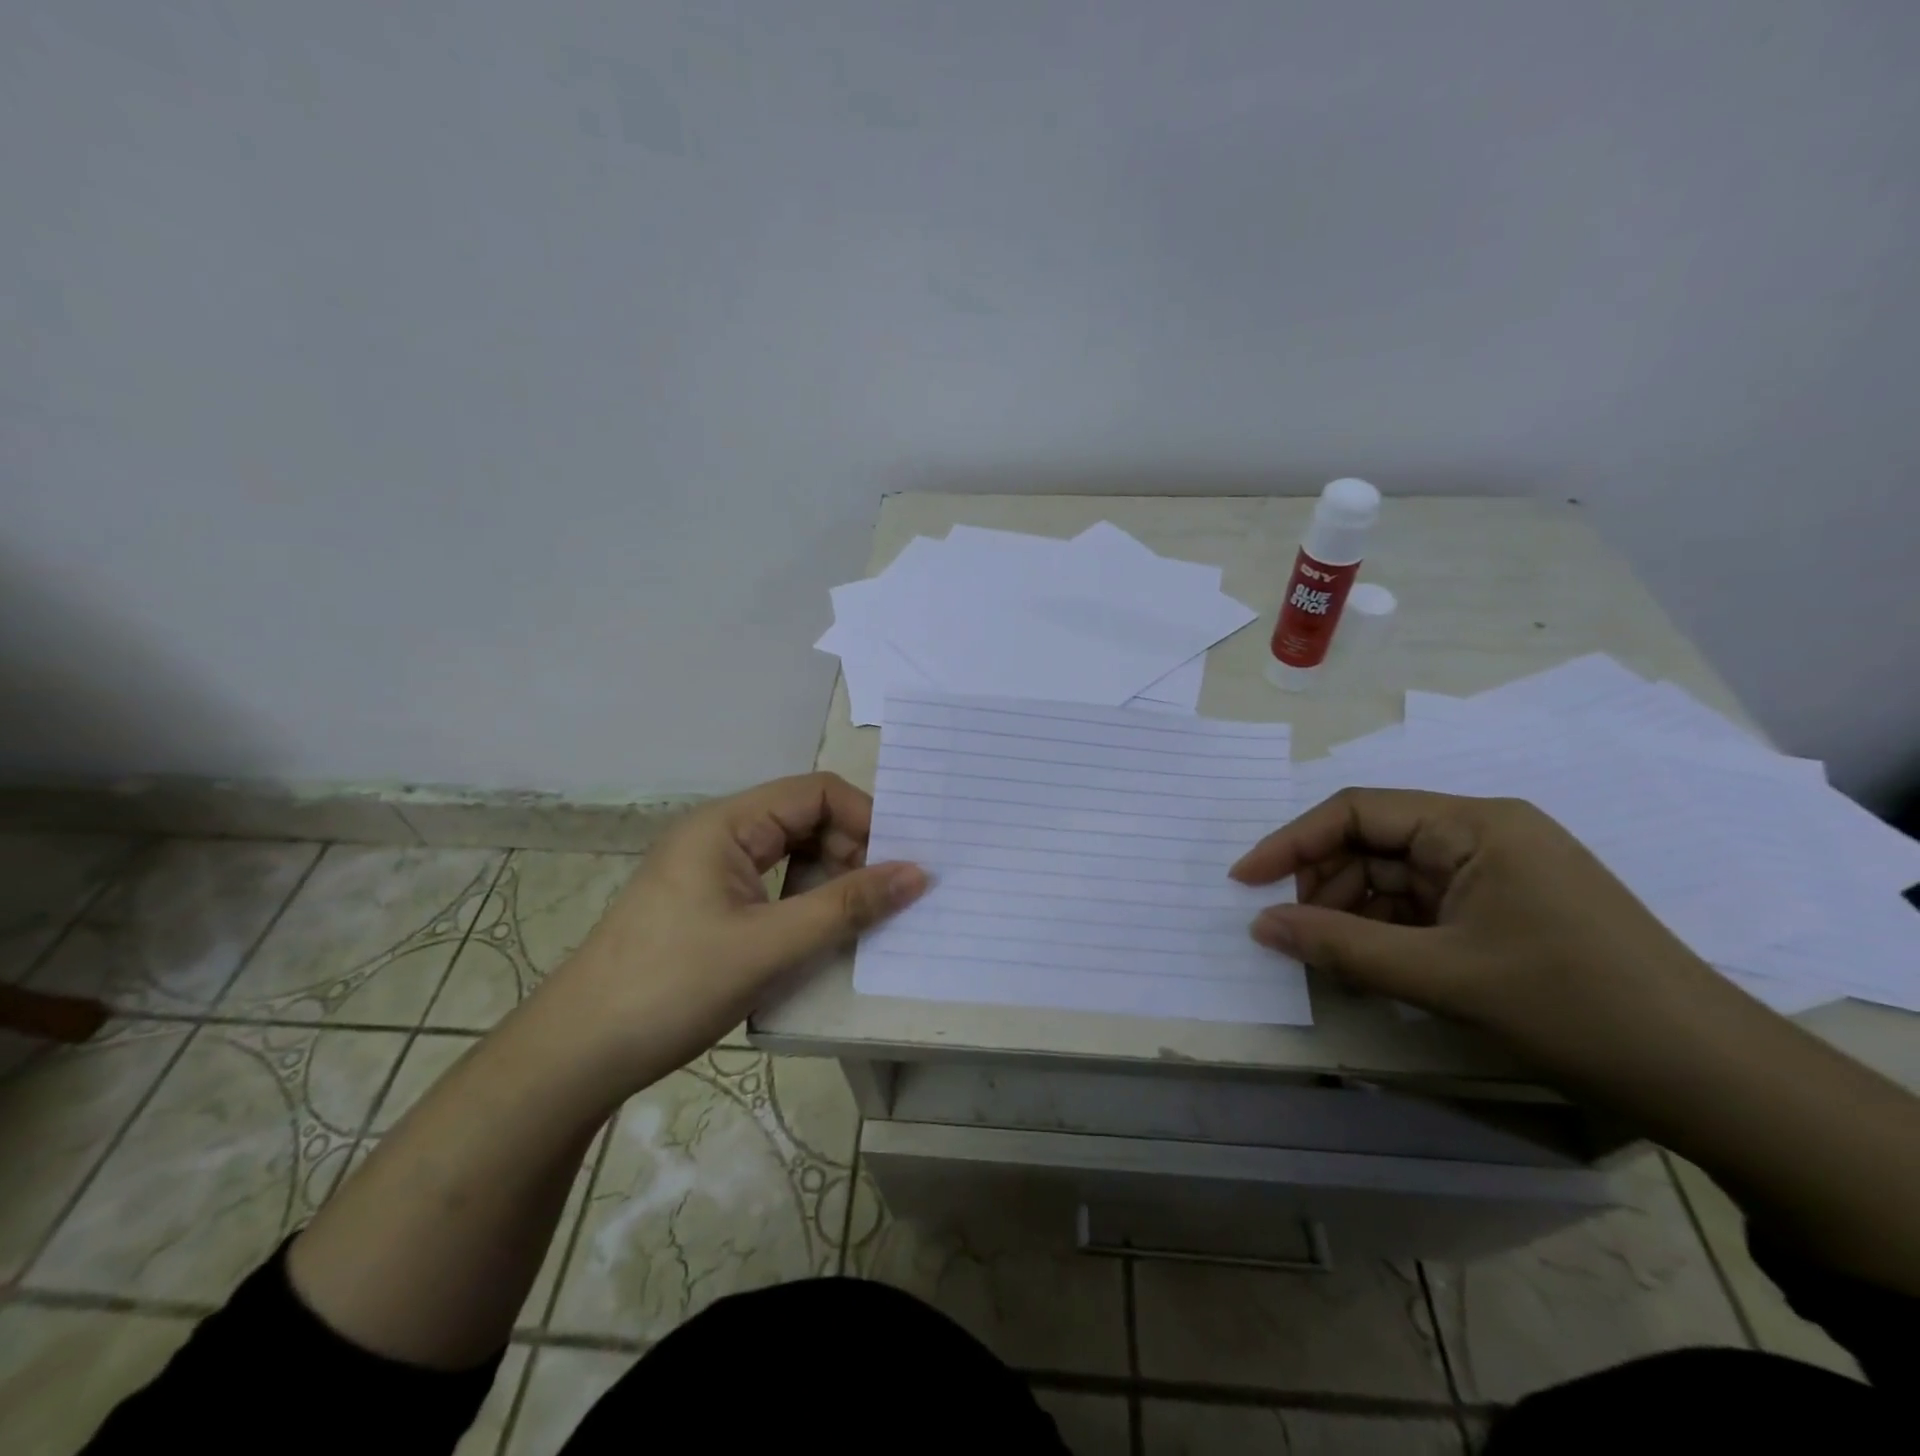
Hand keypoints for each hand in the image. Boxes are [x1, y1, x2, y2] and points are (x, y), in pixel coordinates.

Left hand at [540, 773, 926, 1078]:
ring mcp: (711, 872)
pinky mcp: (708, 907)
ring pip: (790, 856)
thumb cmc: (672, 986)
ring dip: (830, 880)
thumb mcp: (770, 946)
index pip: (815, 792)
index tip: (900, 863)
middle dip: (852, 850)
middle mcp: (719, 836)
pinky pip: (772, 888)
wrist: (577, 1055)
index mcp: (727, 824)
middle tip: (887, 897)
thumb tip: (919, 873)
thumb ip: (847, 906)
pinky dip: (805, 903)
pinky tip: (822, 936)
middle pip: (805, 820)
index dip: (865, 818)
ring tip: (862, 918)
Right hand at [1230, 788, 1730, 1068]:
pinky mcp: (1507, 908)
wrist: (1715, 1079)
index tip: (1245, 882)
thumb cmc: (1574, 1007)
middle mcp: (1484, 833)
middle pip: (1373, 843)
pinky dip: (1390, 933)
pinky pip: (1425, 906)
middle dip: (1325, 886)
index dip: (1291, 843)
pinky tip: (1373, 968)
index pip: (1357, 812)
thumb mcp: (1442, 977)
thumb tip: (1261, 926)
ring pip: (1395, 878)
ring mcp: (1499, 871)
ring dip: (1355, 914)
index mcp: (1474, 824)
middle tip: (1291, 934)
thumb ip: (1340, 947)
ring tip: (1333, 961)